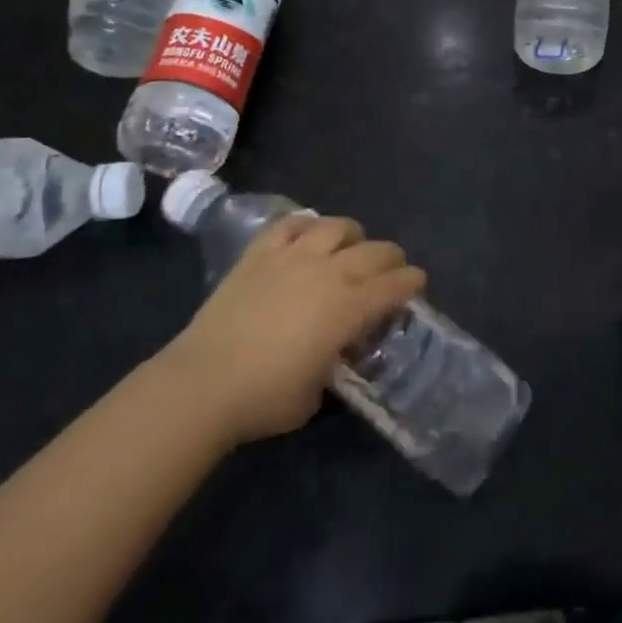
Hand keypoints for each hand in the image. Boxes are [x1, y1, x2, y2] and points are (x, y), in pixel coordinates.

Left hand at [162, 214, 425, 445]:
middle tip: (391, 270)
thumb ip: (336, 361)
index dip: (412, 282)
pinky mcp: (260, 252)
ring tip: (350, 247)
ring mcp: (293, 256)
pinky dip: (307, 226)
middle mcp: (329, 273)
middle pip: (374, 251)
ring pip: (336, 227)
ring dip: (353, 235)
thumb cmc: (265, 397)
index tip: (418, 283)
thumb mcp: (318, 391)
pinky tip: (308, 235)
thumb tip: (338, 348)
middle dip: (391, 259)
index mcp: (349, 308)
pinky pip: (292, 224)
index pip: (395, 285)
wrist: (203, 382)